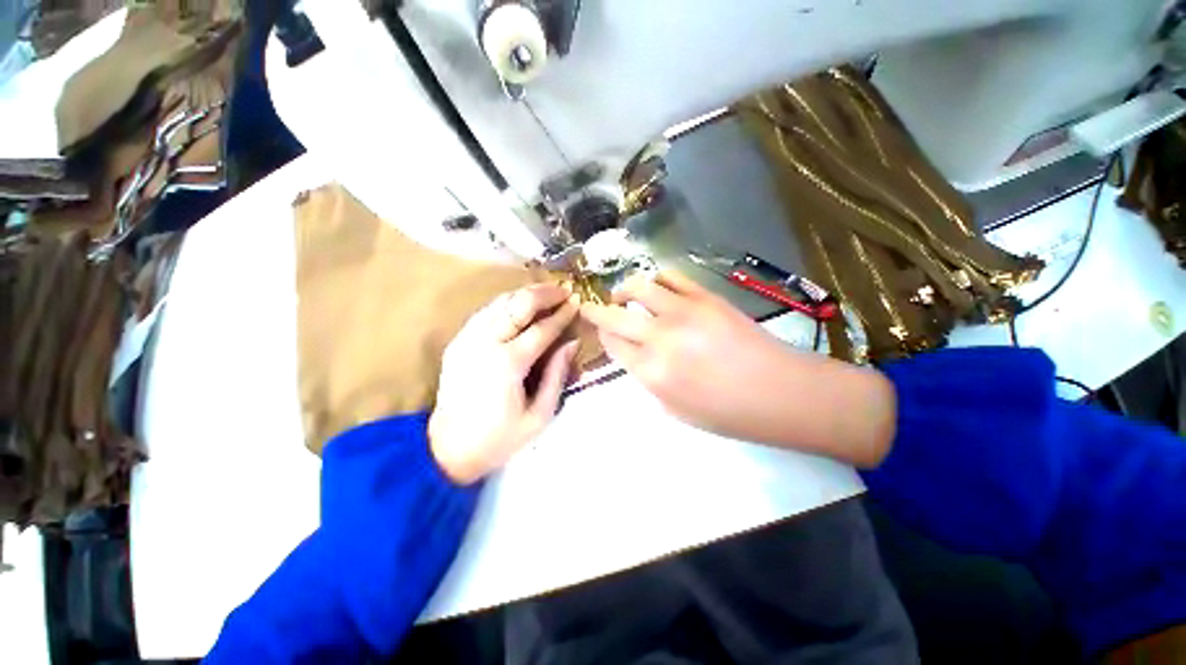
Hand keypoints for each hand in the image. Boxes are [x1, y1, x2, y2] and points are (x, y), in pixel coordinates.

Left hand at [429, 284, 579, 483]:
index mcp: (508, 363)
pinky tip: (520, 303)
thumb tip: (572, 342)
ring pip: (500, 302)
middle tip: (564, 289)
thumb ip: (557, 375)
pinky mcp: (458, 341)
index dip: (562, 314)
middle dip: (545, 293)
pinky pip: (486, 311)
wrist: (447, 449)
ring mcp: (468, 339)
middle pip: (519, 305)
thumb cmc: (500, 438)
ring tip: (546, 291)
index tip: (578, 302)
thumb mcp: (539, 415)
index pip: (542, 329)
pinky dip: (506, 303)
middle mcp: (486, 343)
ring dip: (525, 293)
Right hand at [580, 273, 895, 465]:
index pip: (611, 343)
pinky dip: (656, 279)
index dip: (602, 335)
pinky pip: (670, 276)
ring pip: (638, 287)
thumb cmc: (728, 413)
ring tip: (623, 294)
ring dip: (623, 289)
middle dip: (596, 310)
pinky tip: (657, 289)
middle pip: (613, 314)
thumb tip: (636, 355)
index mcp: (650, 372)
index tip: (602, 332)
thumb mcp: (675, 410)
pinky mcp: (705, 296)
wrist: (780, 392)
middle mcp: (659, 338)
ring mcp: (683, 311)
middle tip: (592, 307)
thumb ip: (648, 380)